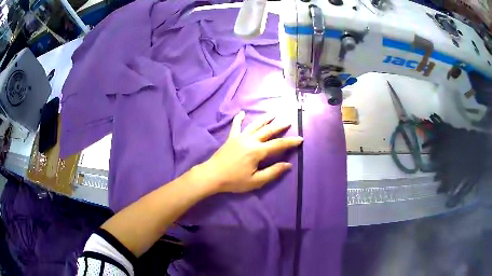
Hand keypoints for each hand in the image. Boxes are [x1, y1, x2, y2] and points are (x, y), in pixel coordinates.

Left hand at [197, 111, 302, 193]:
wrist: (212, 175)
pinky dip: (239, 119)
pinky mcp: (231, 138)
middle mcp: (250, 140)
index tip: (300, 139)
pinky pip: (236, 126)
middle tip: (289, 121)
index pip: (278, 145)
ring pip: (255, 125)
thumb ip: (272, 172)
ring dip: (265, 119)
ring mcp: (240, 137)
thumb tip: (288, 165)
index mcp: (257, 151)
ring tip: (273, 113)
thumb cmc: (234, 181)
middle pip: (268, 131)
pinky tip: (242, 113)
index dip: (290, 142)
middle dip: (280, 126)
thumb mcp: (255, 181)